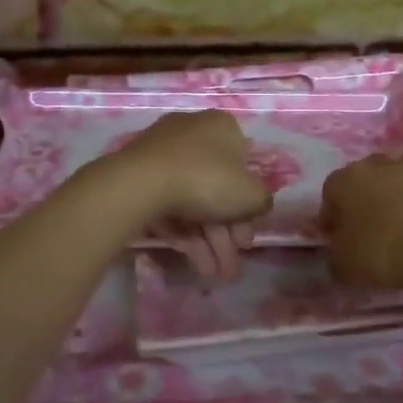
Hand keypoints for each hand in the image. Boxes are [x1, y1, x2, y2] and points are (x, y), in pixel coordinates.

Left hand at [102, 110, 272, 279]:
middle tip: (231, 265)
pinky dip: (184, 234)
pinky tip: (195, 264)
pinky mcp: (140, 176)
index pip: (244, 165)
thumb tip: (258, 204)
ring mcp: (162, 155)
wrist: (142, 183)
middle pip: (217, 189)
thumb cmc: (207, 180)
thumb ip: (262, 200)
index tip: (247, 236)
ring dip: (209, 242)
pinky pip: (169, 206)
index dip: (249, 204)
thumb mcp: (251, 194)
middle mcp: (192, 133)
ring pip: (193, 202)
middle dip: (228, 233)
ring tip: (214, 275)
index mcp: (221, 127)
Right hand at [319, 152, 402, 289]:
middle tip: (369, 223)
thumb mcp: (343, 264)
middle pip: (369, 174)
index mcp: (348, 180)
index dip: (331, 213)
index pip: (331, 190)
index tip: (335, 236)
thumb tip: (340, 250)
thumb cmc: (379, 251)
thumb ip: (336, 253)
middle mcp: (382, 166)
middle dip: (367, 194)